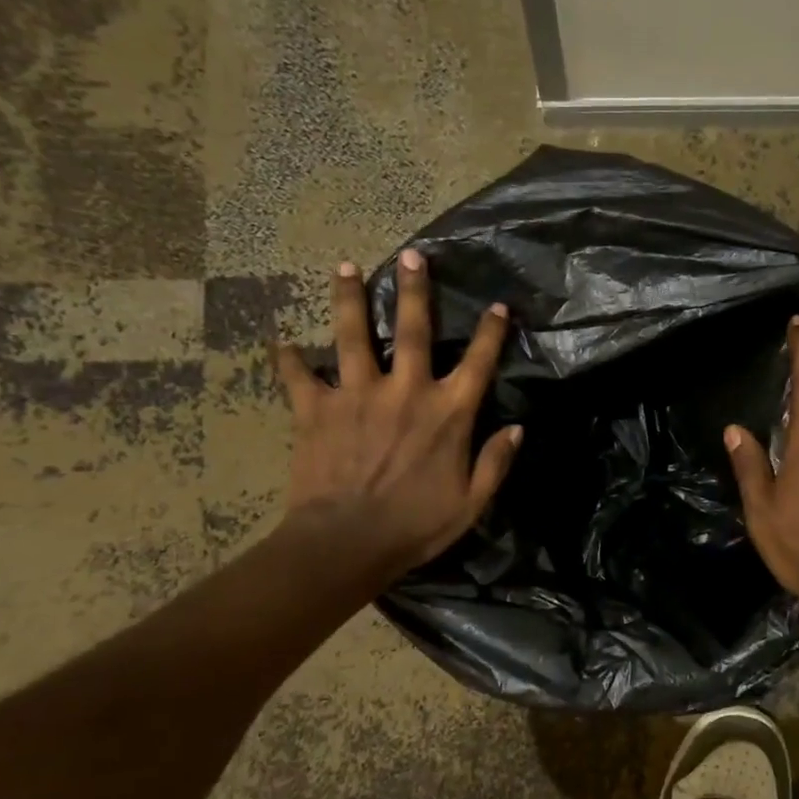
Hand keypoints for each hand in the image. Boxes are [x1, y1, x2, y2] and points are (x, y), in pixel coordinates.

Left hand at [274, 248, 520, 588]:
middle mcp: (405, 391)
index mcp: (447, 413)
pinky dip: (289, 361)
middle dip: (415, 290)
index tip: (498, 305)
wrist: (346, 543)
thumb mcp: (471, 503)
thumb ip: (495, 463)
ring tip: (345, 266)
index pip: (478, 362)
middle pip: (414, 330)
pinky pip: (298, 377)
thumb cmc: (415, 526)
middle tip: (411, 255)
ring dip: (349, 298)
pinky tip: (281, 344)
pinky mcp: (316, 410)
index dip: (491, 332)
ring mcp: (357, 395)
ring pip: (353, 335)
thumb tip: (517, 429)